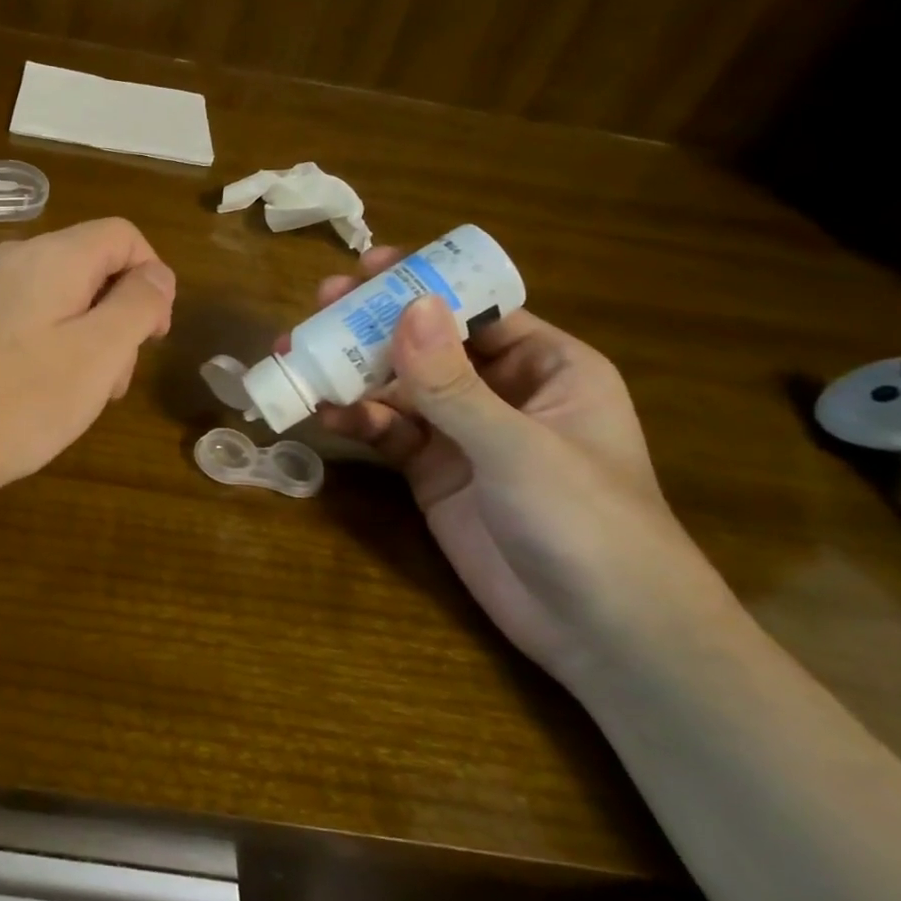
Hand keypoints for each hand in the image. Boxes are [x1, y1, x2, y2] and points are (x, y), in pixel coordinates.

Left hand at [0, 218, 175, 516]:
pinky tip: (36, 398)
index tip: (155, 336)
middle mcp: (13, 261)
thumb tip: (156, 274)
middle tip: (113, 383)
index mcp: (51, 257)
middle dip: (117, 319)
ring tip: (77, 400)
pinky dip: (48, 351)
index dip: (152, 278)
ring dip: (85, 342)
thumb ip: (137, 304)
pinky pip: (24, 323)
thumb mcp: (98, 353)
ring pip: (58, 301)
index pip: (123, 236)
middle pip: (90, 269)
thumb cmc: (17, 401)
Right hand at [308, 247, 737, 685]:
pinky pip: (388, 431)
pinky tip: (323, 411)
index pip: (476, 308)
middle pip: (427, 344)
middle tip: (319, 307)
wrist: (602, 634)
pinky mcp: (432, 472)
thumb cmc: (586, 522)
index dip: (422, 285)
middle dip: (374, 326)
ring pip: (398, 387)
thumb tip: (407, 305)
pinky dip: (356, 419)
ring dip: (352, 373)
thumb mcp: (517, 446)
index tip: (367, 266)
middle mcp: (501, 391)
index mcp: (546, 366)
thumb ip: (453, 382)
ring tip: (298, 357)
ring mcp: (463, 434)